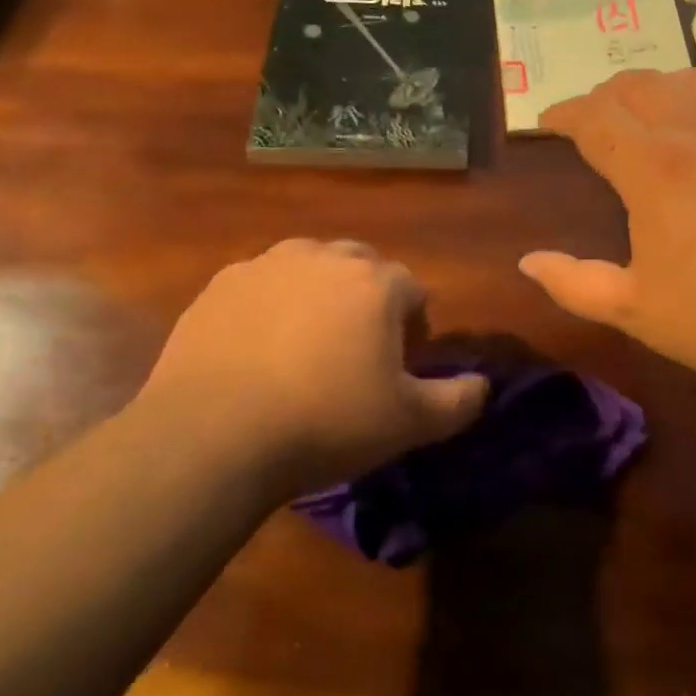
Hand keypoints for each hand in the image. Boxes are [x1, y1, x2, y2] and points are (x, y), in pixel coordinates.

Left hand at [135, 240, 487, 493]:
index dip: (413, 326)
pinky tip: (257, 349)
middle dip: (368, 299)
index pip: (412, 290)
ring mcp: (266, 266)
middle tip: (356, 351)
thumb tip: (483, 385)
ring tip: (306, 345)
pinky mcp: (220, 285)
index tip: (399, 365)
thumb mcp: (408, 424)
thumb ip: (458, 401)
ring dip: (319, 294)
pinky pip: (261, 284)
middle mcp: (324, 258)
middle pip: (362, 266)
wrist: (212, 437)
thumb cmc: (325, 423)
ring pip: (309, 267)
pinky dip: (270, 305)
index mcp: (376, 283)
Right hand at [521, 69, 695, 408]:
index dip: (564, 113)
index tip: (548, 121)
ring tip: (643, 107)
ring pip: (692, 81)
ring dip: (655, 86)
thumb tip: (528, 262)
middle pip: (640, 86)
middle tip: (590, 117)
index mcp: (654, 168)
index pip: (596, 118)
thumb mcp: (635, 310)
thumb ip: (574, 283)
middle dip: (604, 94)